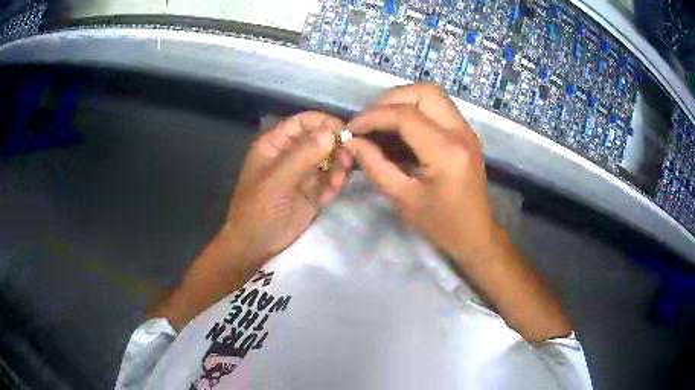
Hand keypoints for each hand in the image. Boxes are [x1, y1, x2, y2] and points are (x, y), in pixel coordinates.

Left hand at [220, 111, 352, 278]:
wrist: (256, 246)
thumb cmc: (258, 209)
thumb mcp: (276, 180)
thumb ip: (303, 155)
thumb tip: (331, 132)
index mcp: (275, 144)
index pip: (302, 122)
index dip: (323, 122)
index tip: (345, 129)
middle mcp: (290, 155)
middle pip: (319, 139)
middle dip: (335, 143)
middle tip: (351, 151)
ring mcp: (303, 174)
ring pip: (328, 159)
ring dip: (339, 161)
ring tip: (346, 168)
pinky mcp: (313, 193)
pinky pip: (330, 180)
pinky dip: (337, 180)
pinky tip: (339, 182)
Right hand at [344, 83, 498, 263]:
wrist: (475, 235)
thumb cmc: (440, 224)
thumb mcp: (402, 198)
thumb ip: (374, 165)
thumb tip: (351, 141)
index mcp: (447, 152)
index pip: (405, 115)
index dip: (373, 116)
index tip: (351, 128)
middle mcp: (461, 132)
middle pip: (423, 92)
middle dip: (390, 100)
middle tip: (368, 121)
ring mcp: (466, 130)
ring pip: (431, 95)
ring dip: (402, 102)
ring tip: (380, 123)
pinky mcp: (465, 133)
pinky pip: (437, 108)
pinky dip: (414, 110)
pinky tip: (398, 131)